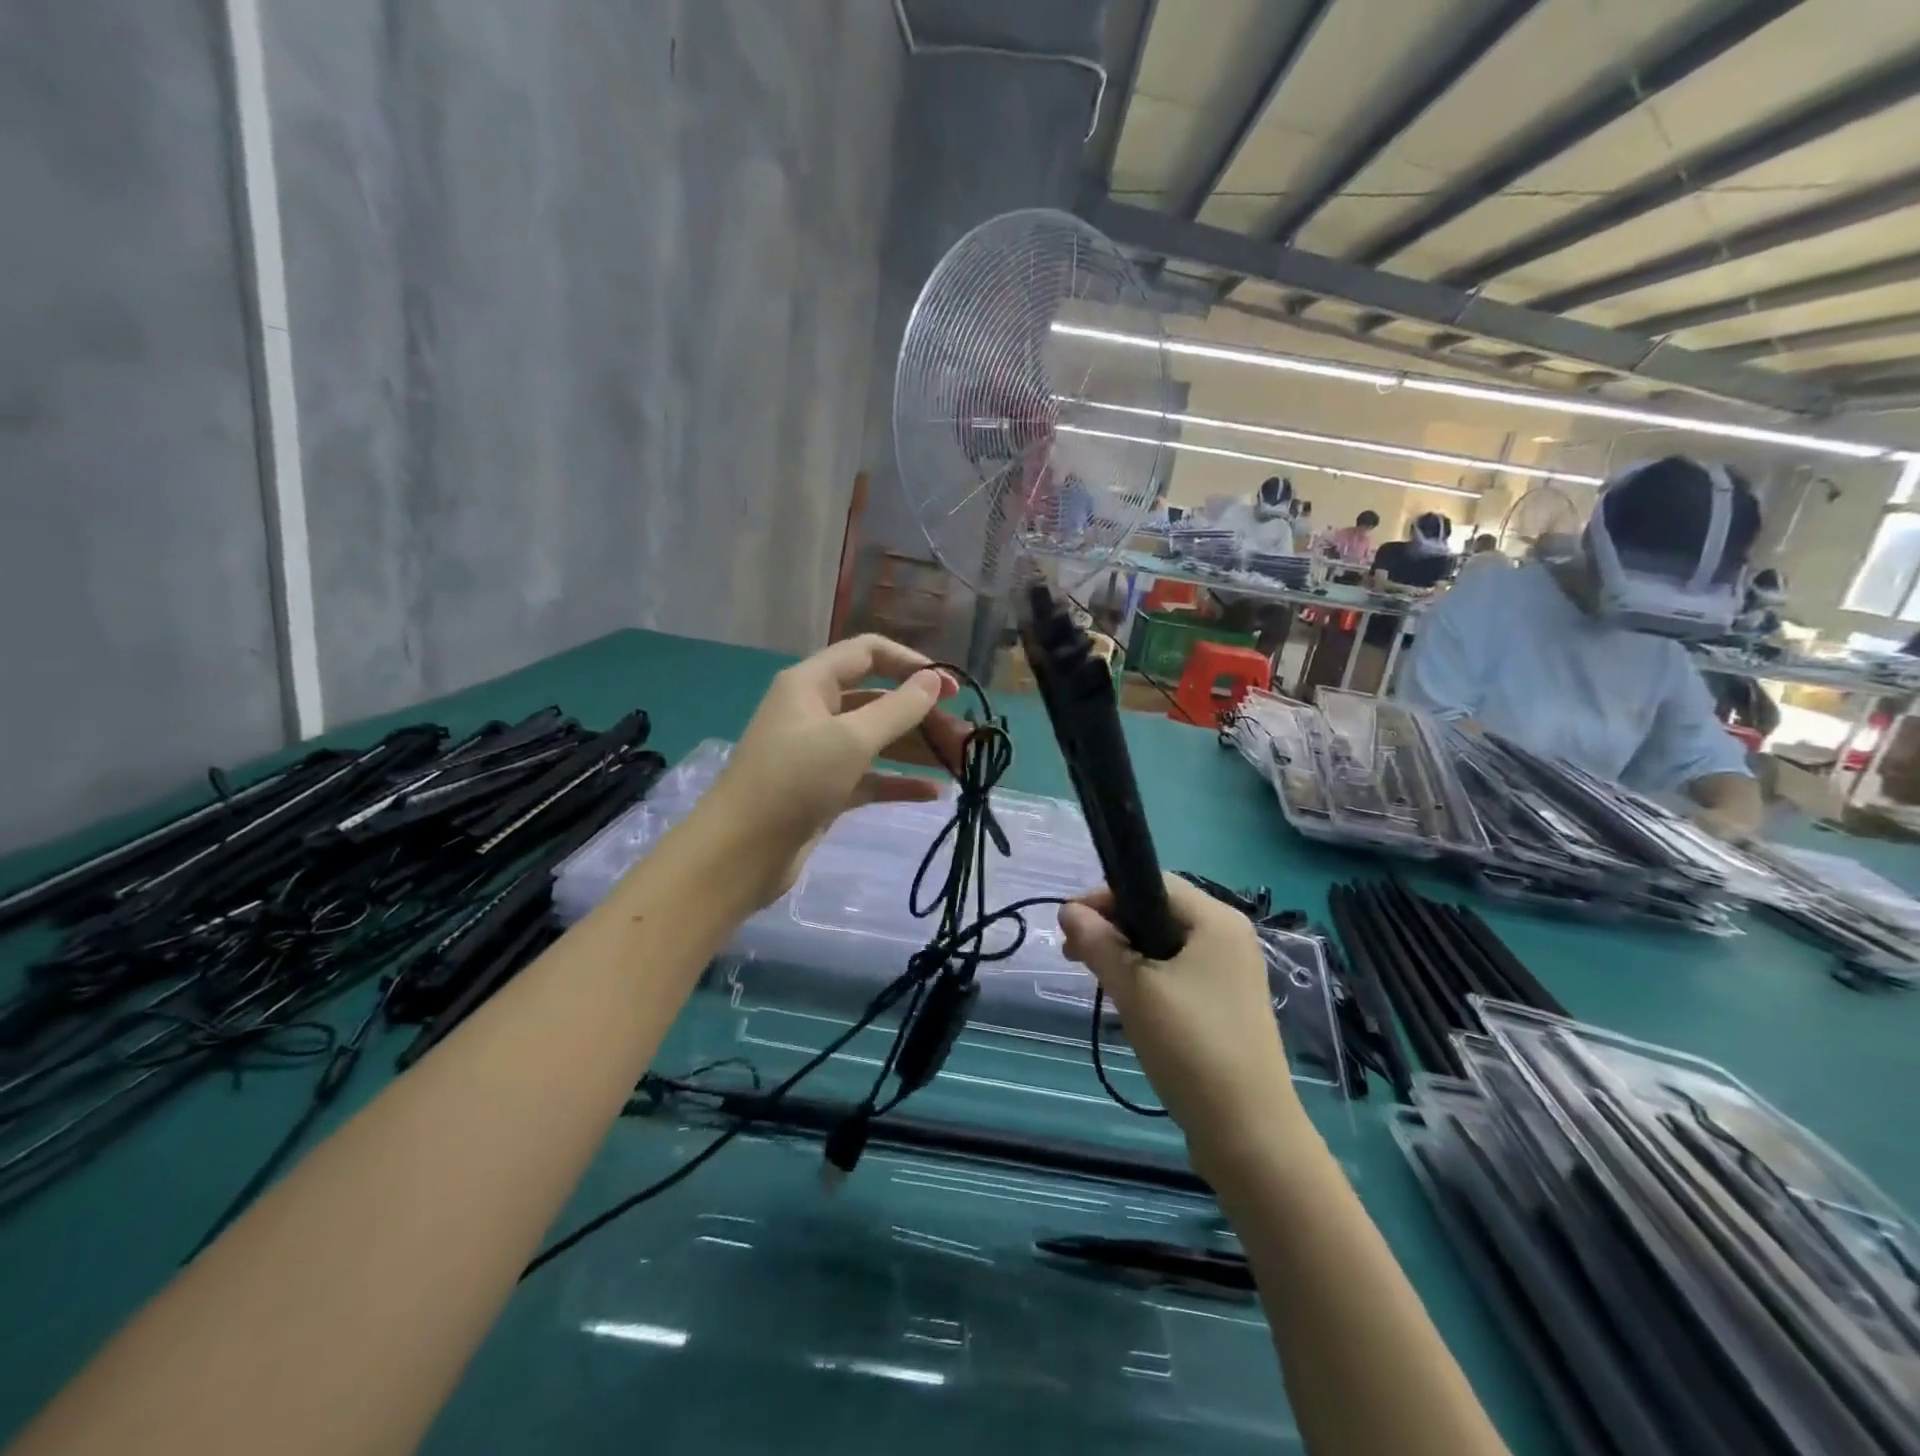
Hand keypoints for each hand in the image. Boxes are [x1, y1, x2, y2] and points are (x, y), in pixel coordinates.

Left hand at [700, 635, 970, 905]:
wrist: (740, 853)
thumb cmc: (793, 781)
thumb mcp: (851, 739)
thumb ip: (898, 708)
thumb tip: (934, 680)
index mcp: (812, 684)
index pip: (868, 653)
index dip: (911, 663)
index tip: (950, 688)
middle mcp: (815, 711)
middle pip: (879, 700)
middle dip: (922, 715)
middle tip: (964, 737)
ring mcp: (819, 752)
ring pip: (877, 740)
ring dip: (917, 749)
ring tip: (960, 763)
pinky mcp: (824, 790)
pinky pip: (869, 777)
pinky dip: (898, 781)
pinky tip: (933, 793)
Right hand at [1059, 875, 1297, 1174]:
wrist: (1248, 1134)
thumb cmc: (1191, 1046)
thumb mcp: (1134, 989)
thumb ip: (1098, 943)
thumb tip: (1068, 910)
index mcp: (1216, 920)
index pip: (1152, 883)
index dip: (1106, 897)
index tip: (1070, 925)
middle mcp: (1229, 938)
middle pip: (1158, 913)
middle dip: (1112, 928)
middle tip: (1073, 955)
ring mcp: (1231, 974)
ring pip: (1164, 947)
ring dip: (1125, 956)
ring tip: (1097, 981)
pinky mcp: (1226, 1006)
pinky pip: (1178, 974)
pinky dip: (1147, 979)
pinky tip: (1128, 1004)